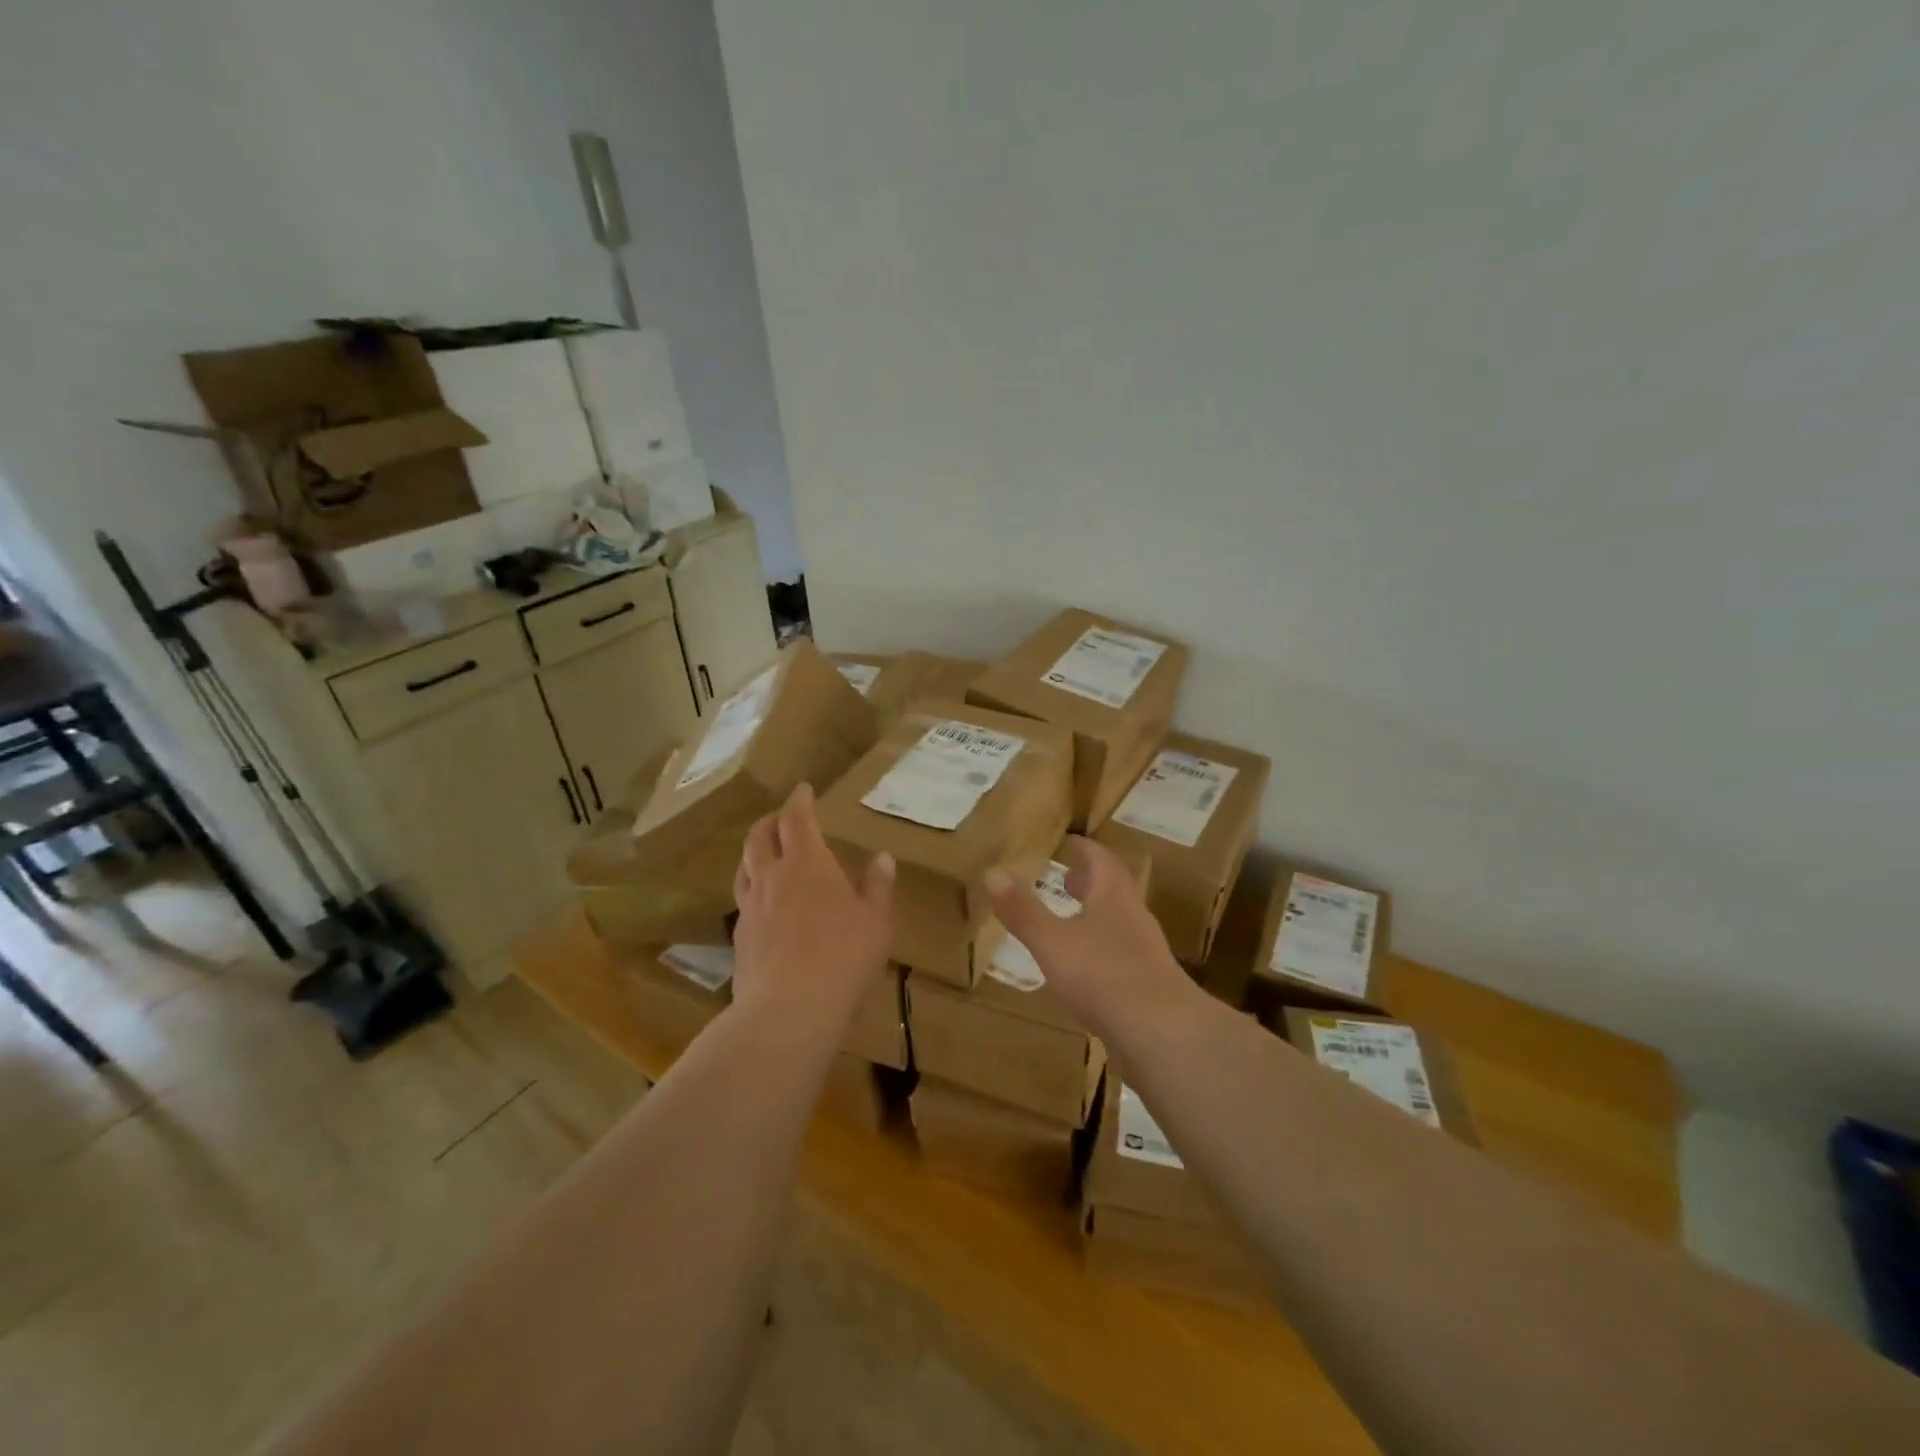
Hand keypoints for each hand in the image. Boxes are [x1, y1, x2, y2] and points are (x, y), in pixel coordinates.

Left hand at [732, 783, 894, 1033]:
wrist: (788, 1010)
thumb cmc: (843, 957)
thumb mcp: (876, 921)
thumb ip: (878, 886)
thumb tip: (882, 857)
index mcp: (808, 863)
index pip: (797, 818)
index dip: (799, 800)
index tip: (803, 789)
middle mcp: (773, 877)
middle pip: (760, 836)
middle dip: (770, 821)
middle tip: (781, 817)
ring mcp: (751, 907)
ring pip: (744, 866)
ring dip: (754, 852)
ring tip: (764, 853)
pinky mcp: (739, 938)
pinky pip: (742, 901)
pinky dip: (752, 889)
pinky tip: (762, 904)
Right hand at [983, 836, 1193, 1036]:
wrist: (1163, 1033)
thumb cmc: (1103, 976)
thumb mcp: (1052, 942)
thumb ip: (1023, 910)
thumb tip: (992, 872)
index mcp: (1113, 895)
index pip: (1100, 858)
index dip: (1083, 848)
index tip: (1067, 842)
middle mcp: (1134, 915)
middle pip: (1114, 887)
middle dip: (1090, 880)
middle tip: (1066, 879)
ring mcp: (1146, 951)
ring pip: (1119, 921)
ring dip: (1096, 914)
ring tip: (1070, 921)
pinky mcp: (1149, 983)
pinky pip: (1122, 953)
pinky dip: (1102, 948)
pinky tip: (1086, 968)